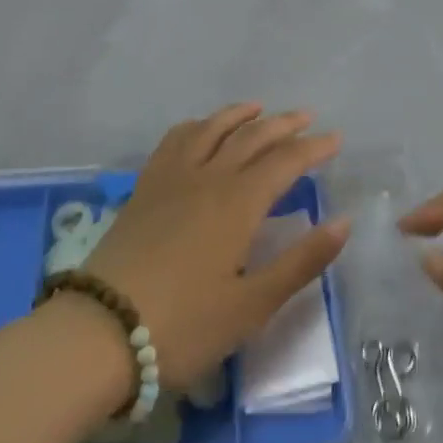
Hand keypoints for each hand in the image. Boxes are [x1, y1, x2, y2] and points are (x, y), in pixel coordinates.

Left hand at [80, 104, 348, 391]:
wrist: (100, 333)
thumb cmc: (184, 326)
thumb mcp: (252, 305)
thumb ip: (301, 262)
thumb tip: (343, 222)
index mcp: (238, 203)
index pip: (285, 161)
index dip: (313, 148)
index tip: (336, 139)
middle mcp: (208, 177)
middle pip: (251, 137)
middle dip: (283, 124)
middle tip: (307, 117)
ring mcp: (171, 179)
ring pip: (211, 130)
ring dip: (239, 115)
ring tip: (258, 109)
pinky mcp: (144, 189)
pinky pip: (174, 141)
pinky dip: (196, 126)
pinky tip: (200, 130)